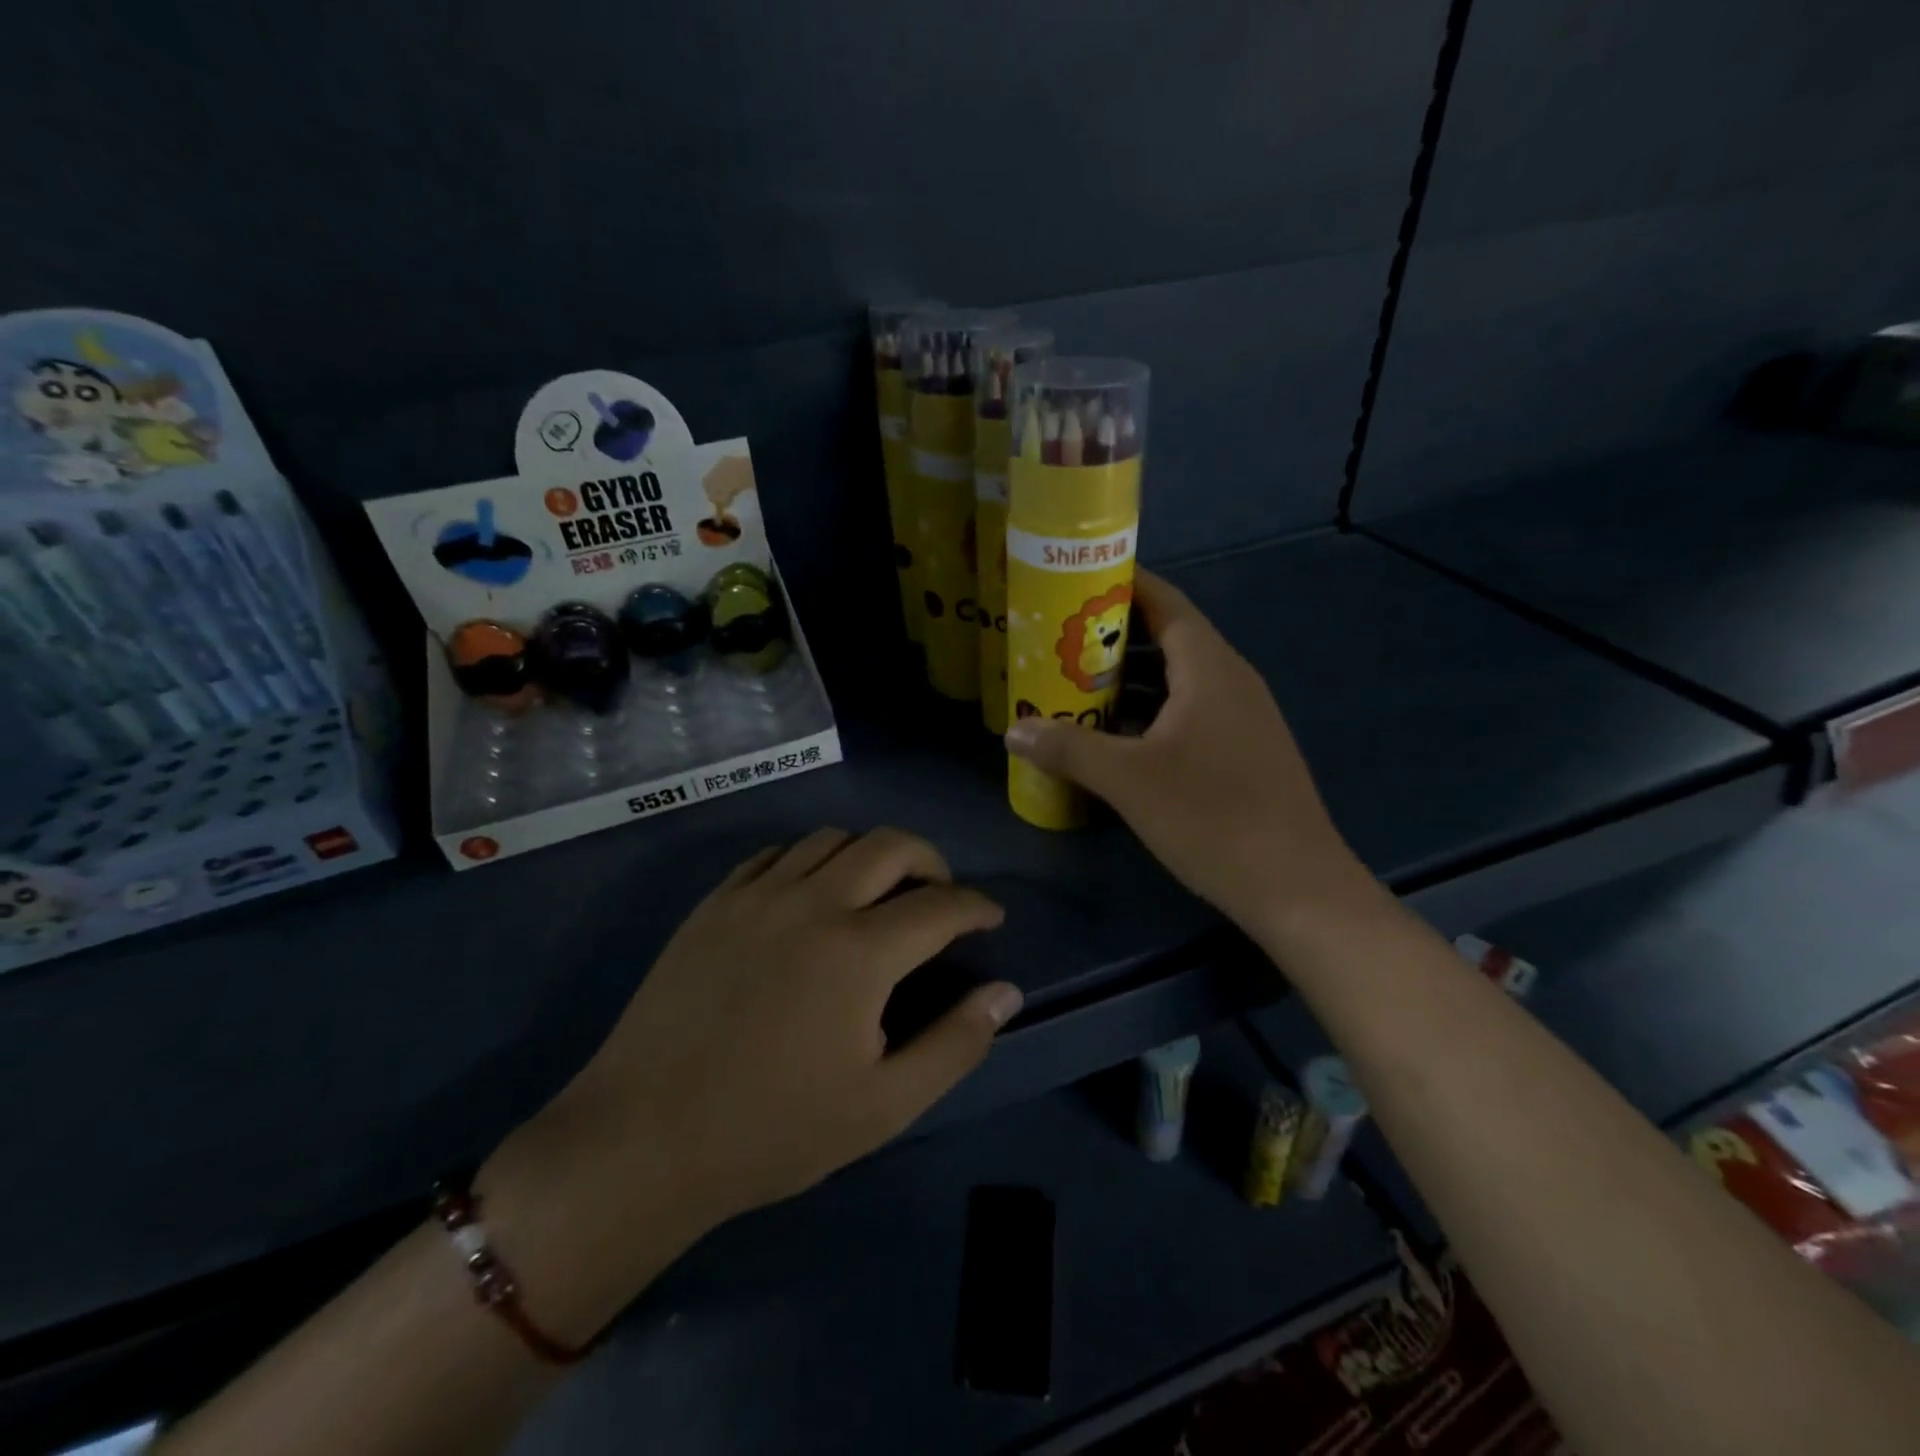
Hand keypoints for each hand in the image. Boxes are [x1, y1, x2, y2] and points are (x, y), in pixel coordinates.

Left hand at [520, 827, 1018, 1232]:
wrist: (644, 1140)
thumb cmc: (773, 1130)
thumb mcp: (883, 1105)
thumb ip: (955, 1044)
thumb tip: (1005, 993)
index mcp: (859, 951)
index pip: (940, 905)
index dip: (976, 906)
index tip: (991, 917)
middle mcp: (812, 903)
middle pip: (890, 845)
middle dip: (932, 861)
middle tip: (941, 894)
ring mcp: (757, 896)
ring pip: (832, 839)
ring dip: (870, 854)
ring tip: (878, 892)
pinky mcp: (715, 903)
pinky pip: (776, 854)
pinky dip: (810, 860)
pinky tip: (810, 894)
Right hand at [1004, 569, 1377, 936]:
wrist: (1296, 886)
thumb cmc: (1211, 816)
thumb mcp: (1127, 780)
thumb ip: (1068, 747)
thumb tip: (1014, 729)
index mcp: (1209, 668)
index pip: (1165, 603)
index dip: (1124, 584)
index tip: (1077, 579)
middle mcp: (1231, 680)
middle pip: (1169, 639)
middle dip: (1115, 637)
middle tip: (1061, 640)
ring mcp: (1243, 718)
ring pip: (1179, 681)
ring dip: (1132, 679)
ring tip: (1077, 685)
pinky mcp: (1244, 751)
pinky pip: (1191, 712)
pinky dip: (1152, 712)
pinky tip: (1118, 738)